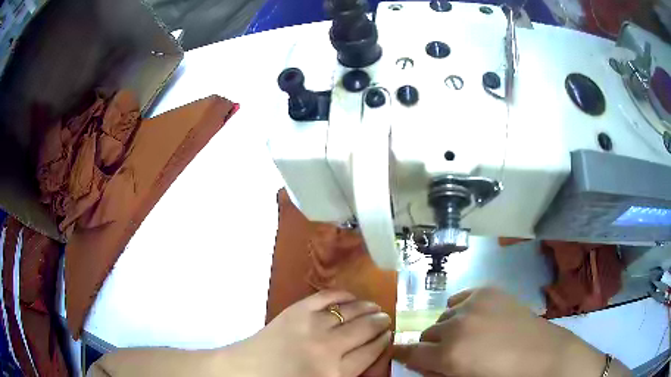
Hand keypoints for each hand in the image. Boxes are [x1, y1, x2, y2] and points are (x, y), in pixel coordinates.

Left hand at [226, 290, 391, 376]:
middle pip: (365, 330)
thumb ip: (347, 374)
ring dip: (367, 308)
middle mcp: (329, 349)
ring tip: (374, 307)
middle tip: (385, 318)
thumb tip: (369, 354)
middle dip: (380, 322)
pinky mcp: (296, 310)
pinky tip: (351, 296)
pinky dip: (343, 295)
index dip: (383, 342)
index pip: (370, 353)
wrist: (244, 372)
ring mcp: (311, 326)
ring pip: (351, 312)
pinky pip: (327, 297)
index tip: (389, 335)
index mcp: (335, 374)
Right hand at [393, 288, 614, 376]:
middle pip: (426, 333)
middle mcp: (457, 325)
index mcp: (449, 354)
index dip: (402, 354)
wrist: (541, 356)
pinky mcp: (488, 291)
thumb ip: (437, 373)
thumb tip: (420, 364)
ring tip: (465, 336)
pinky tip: (473, 318)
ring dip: (447, 328)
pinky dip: (460, 309)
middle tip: (445, 353)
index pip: (411, 352)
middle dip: (430, 346)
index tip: (400, 355)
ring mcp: (474, 304)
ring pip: (443, 315)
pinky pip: (460, 298)